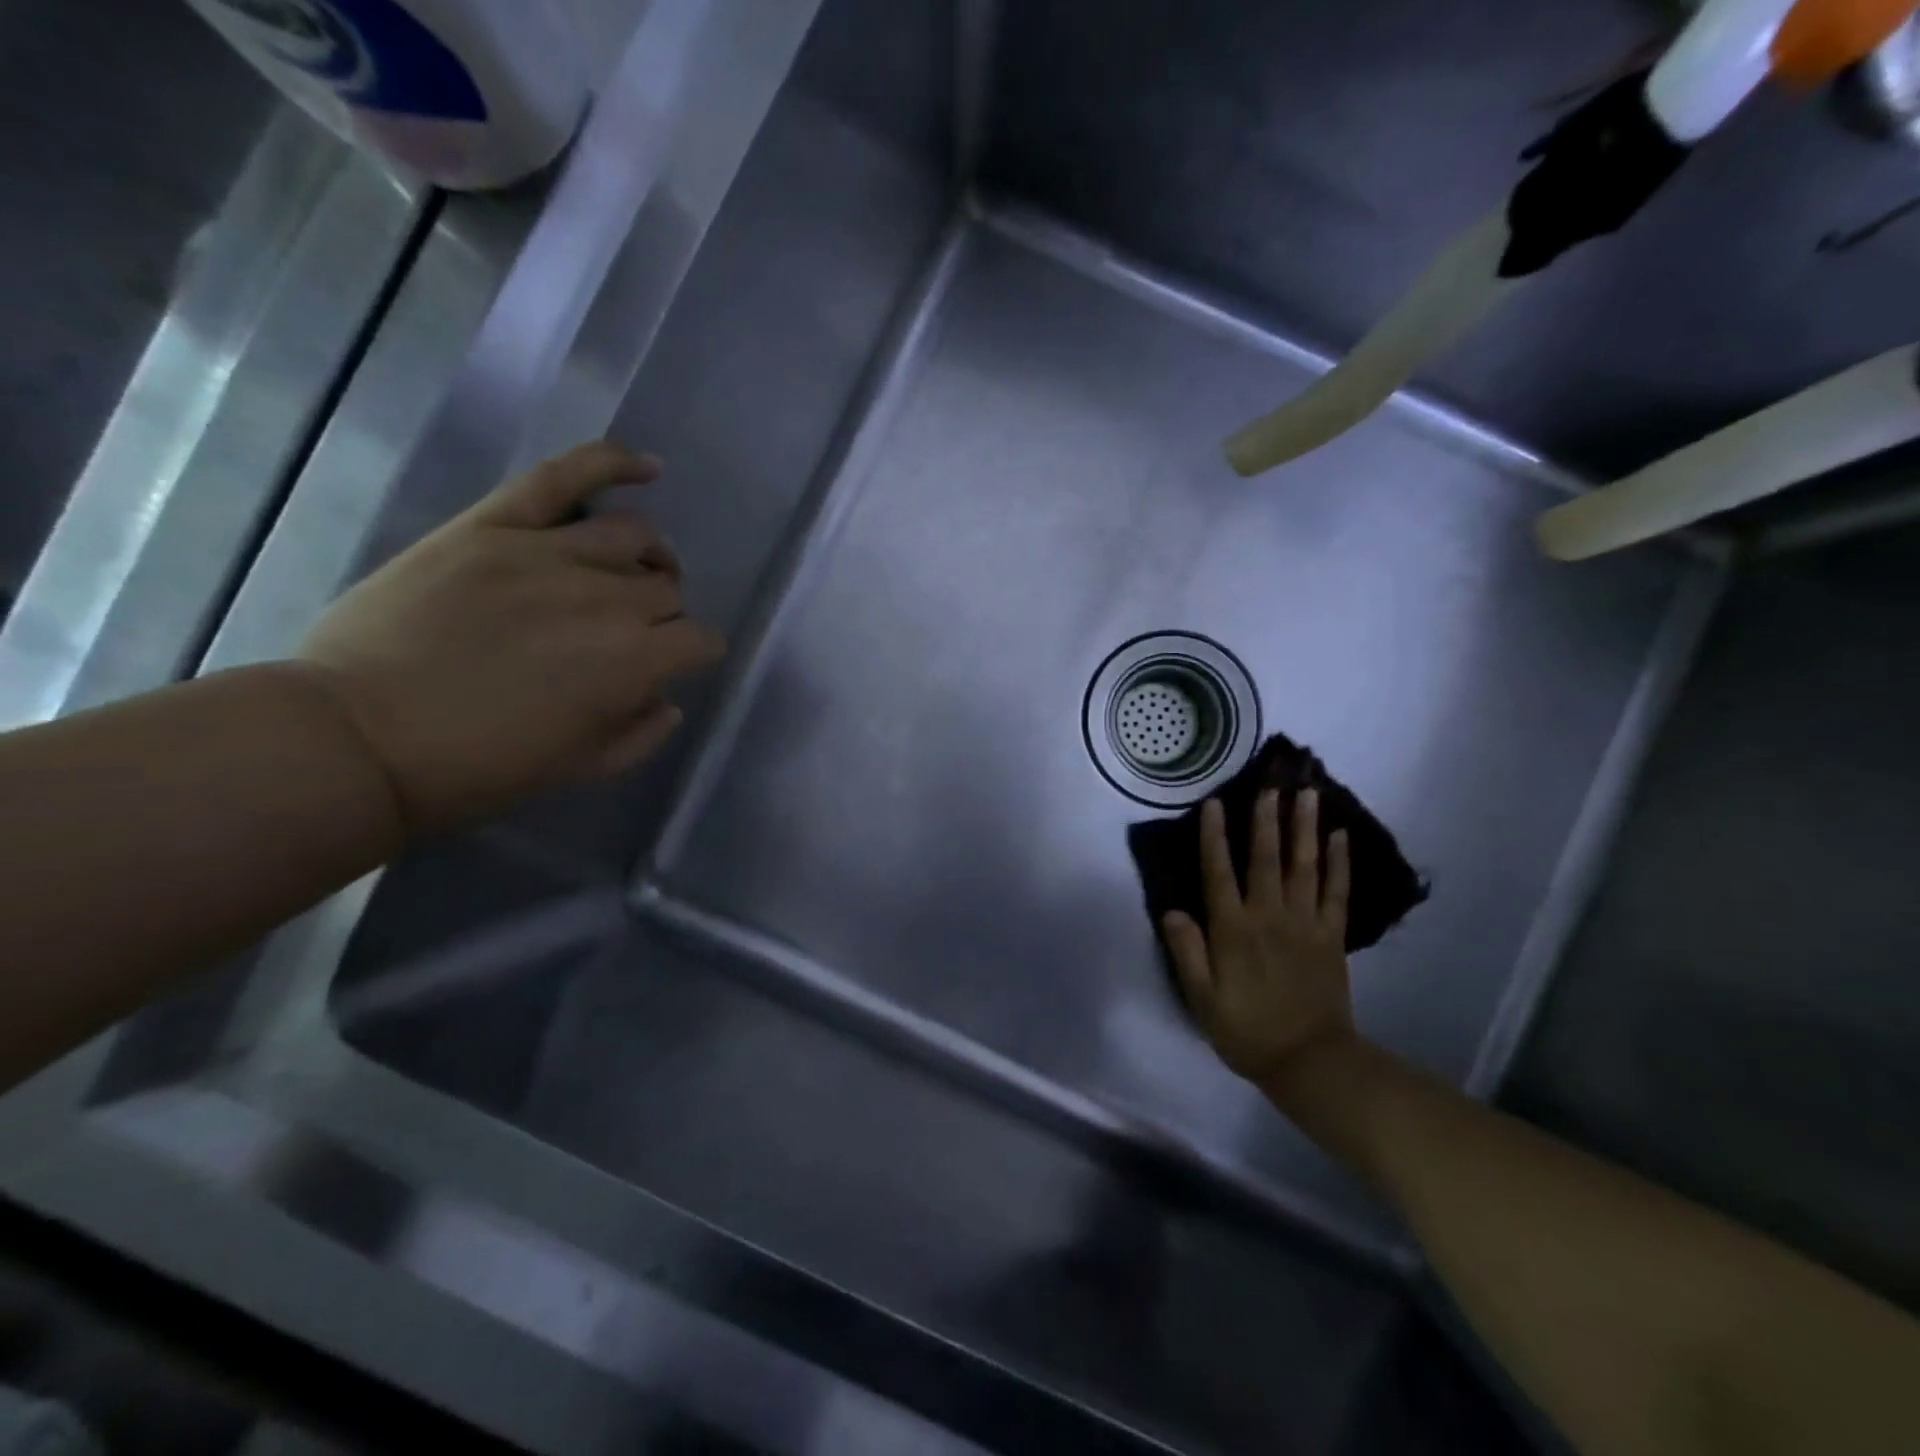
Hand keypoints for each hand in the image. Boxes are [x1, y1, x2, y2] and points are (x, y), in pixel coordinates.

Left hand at [297, 442, 725, 836]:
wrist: (359, 740)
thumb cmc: (480, 768)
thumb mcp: (582, 769)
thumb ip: (642, 734)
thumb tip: (667, 699)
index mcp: (633, 662)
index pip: (699, 640)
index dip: (695, 654)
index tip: (676, 665)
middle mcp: (607, 599)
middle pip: (666, 590)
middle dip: (663, 615)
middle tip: (632, 634)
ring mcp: (548, 553)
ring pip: (633, 535)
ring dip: (648, 557)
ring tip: (635, 569)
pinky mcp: (494, 526)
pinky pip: (563, 476)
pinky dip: (611, 462)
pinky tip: (647, 467)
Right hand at [1163, 789, 1357, 1088]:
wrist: (1310, 1062)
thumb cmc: (1246, 1030)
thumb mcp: (1202, 999)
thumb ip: (1187, 952)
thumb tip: (1171, 910)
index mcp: (1233, 930)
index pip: (1219, 873)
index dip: (1214, 837)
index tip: (1214, 803)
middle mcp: (1269, 916)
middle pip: (1266, 859)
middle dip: (1266, 819)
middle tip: (1270, 783)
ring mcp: (1305, 923)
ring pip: (1305, 866)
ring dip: (1305, 828)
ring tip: (1309, 794)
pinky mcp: (1332, 936)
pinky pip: (1337, 891)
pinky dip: (1339, 862)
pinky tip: (1341, 836)